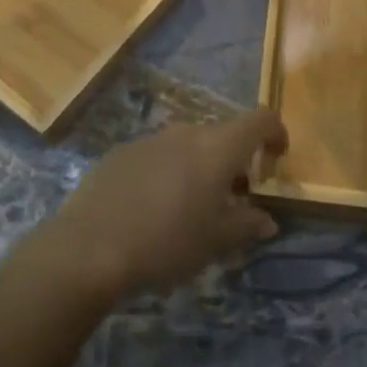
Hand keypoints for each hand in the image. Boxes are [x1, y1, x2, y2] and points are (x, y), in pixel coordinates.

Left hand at [39, 110, 286, 299]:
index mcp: (217, 147)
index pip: (260, 119)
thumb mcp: (215, 241)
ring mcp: (150, 139)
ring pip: (188, 144)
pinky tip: (153, 208)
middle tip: (234, 198)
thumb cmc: (166, 243)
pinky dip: (168, 171)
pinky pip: (158, 155)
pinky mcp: (121, 152)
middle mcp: (186, 132)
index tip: (277, 158)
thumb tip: (267, 220)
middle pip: (223, 134)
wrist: (89, 247)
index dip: (275, 133)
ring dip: (200, 166)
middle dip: (235, 160)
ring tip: (192, 206)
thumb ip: (247, 225)